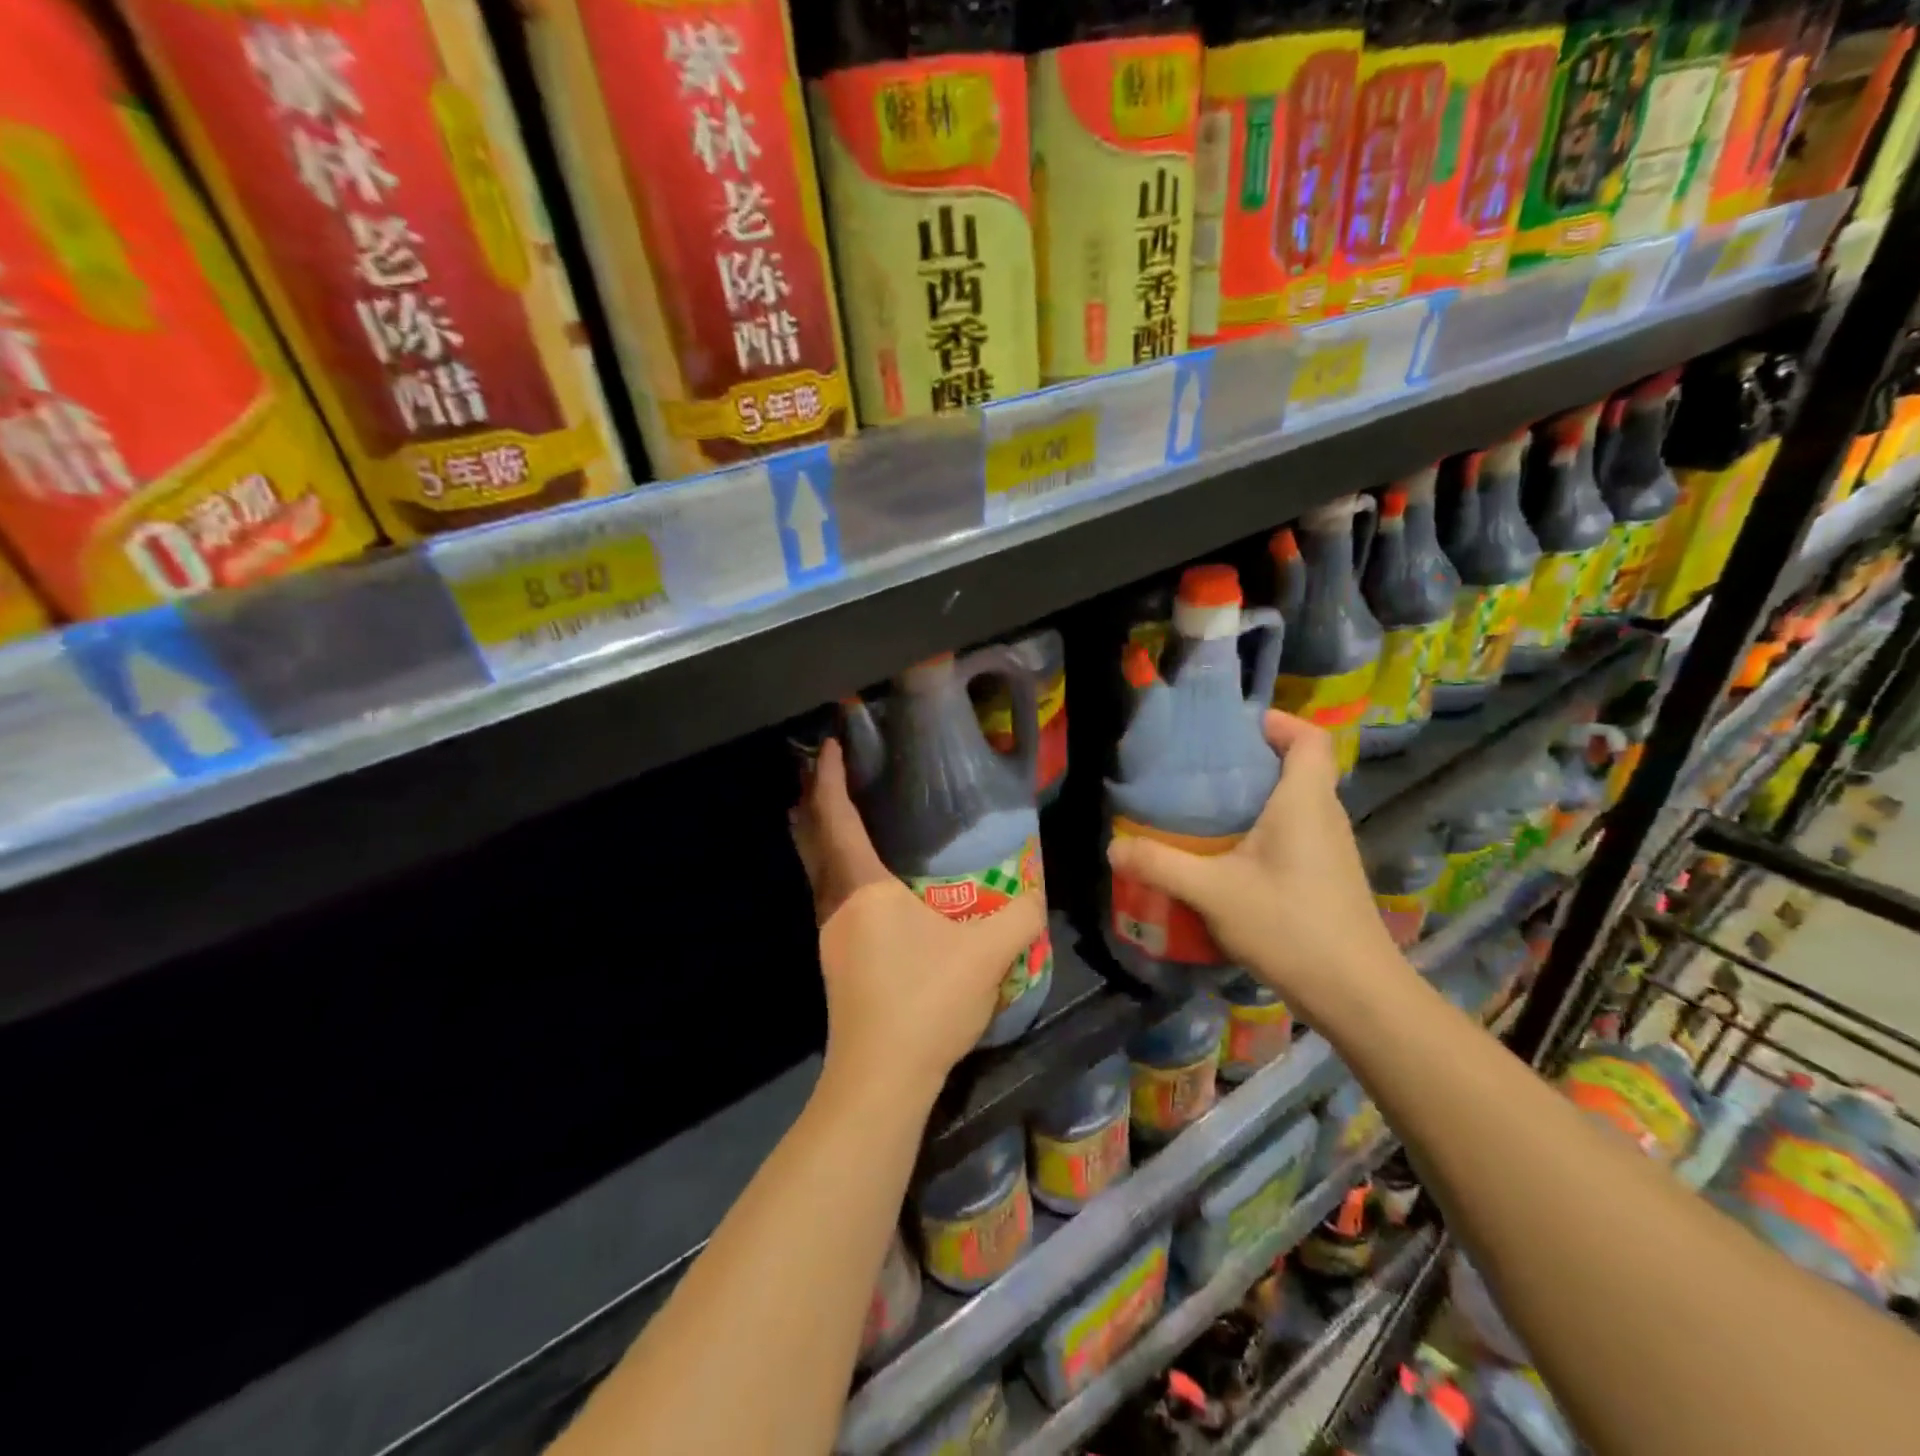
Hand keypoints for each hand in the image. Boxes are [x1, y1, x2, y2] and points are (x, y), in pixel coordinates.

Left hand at [793, 739, 1047, 1100]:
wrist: (882, 1077)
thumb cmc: (926, 1000)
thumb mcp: (988, 953)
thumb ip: (1019, 916)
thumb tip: (1034, 894)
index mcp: (863, 888)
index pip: (836, 818)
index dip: (829, 778)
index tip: (829, 744)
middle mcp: (836, 905)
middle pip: (811, 841)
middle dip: (812, 802)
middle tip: (824, 774)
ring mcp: (830, 937)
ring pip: (816, 872)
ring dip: (820, 839)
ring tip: (838, 819)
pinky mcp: (836, 963)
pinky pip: (828, 896)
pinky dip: (834, 870)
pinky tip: (863, 886)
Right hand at [1106, 711, 1400, 1007]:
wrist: (1356, 994)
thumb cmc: (1289, 925)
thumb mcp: (1213, 892)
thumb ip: (1160, 865)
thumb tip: (1113, 847)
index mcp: (1305, 801)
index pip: (1310, 739)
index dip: (1278, 722)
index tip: (1234, 728)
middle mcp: (1324, 816)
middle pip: (1298, 767)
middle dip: (1252, 760)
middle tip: (1201, 769)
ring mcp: (1330, 849)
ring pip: (1296, 803)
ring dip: (1256, 798)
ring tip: (1205, 809)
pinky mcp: (1327, 877)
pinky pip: (1295, 833)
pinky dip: (1263, 829)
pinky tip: (1227, 857)